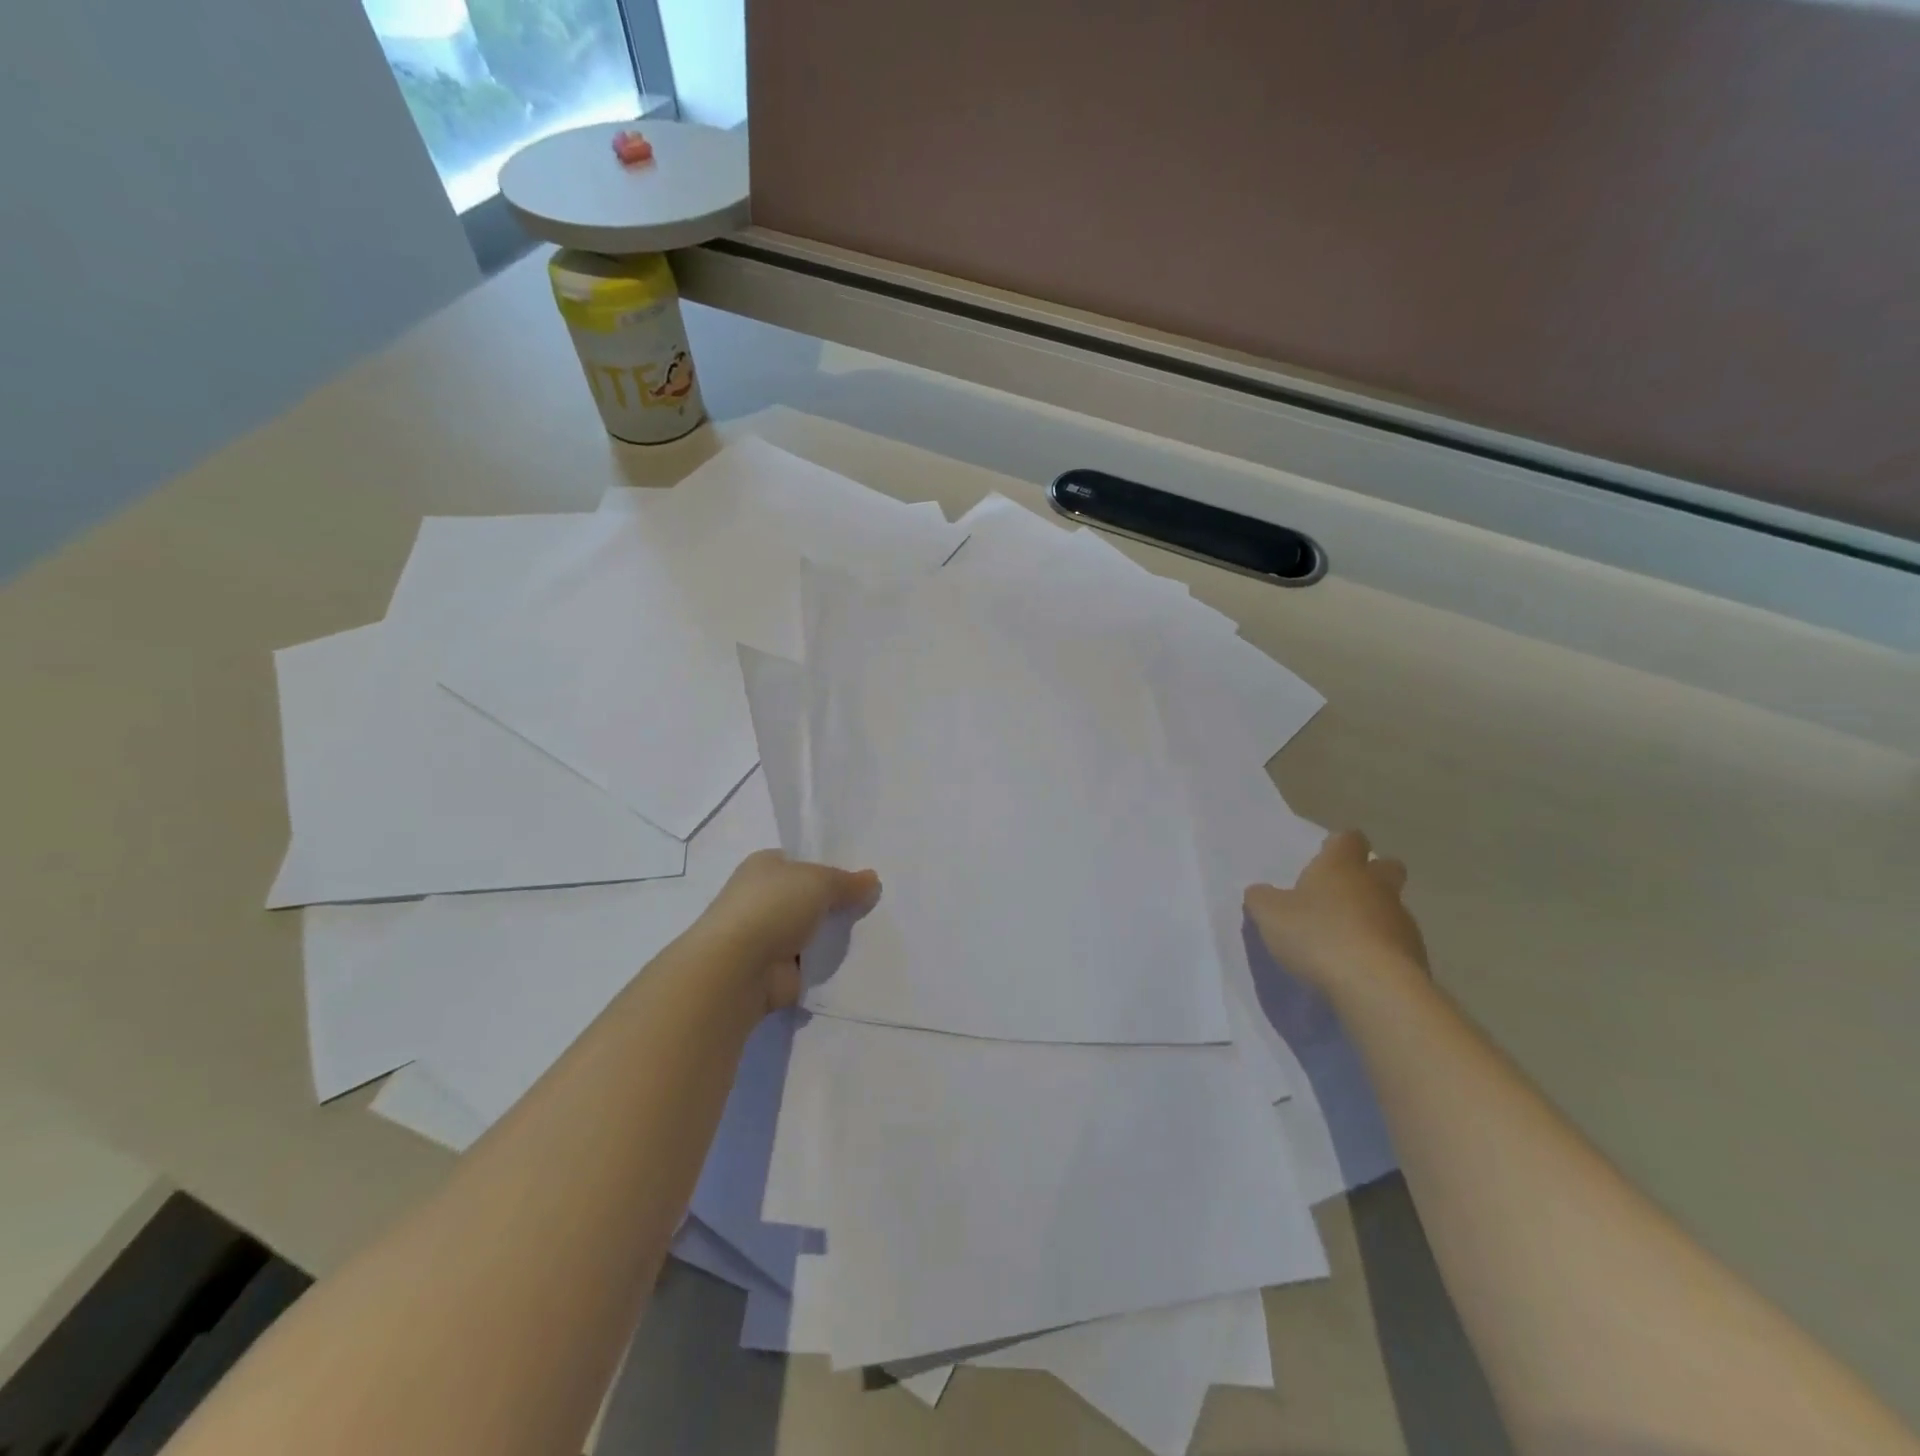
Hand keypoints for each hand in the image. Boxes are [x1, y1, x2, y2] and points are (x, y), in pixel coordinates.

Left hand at [697, 850, 881, 1012]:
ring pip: (813, 930)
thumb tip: (873, 881)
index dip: (831, 866)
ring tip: (873, 932)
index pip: (802, 861)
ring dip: (834, 935)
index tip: (862, 877)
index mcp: (765, 866)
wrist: (739, 968)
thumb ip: (848, 882)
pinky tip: (858, 960)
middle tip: (875, 904)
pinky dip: (829, 963)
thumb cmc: (774, 907)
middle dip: (837, 902)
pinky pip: (812, 962)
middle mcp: (764, 898)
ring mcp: (769, 936)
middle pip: (810, 896)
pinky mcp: (777, 970)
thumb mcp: (819, 881)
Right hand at [1245, 830, 1428, 1001]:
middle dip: (1372, 874)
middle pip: (1386, 867)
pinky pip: (1398, 943)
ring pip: (1392, 907)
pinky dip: (1382, 949)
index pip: (1349, 839)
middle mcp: (1376, 886)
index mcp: (1341, 867)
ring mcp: (1402, 921)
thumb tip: (1260, 892)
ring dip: (1375, 916)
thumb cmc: (1317, 936)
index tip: (1325, 856)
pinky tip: (1360, 967)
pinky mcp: (1416, 956)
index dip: (1339, 845)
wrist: (1375, 987)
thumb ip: (1262, 899)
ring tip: (1346, 939)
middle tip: (1344, 892)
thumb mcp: (1270, 915)